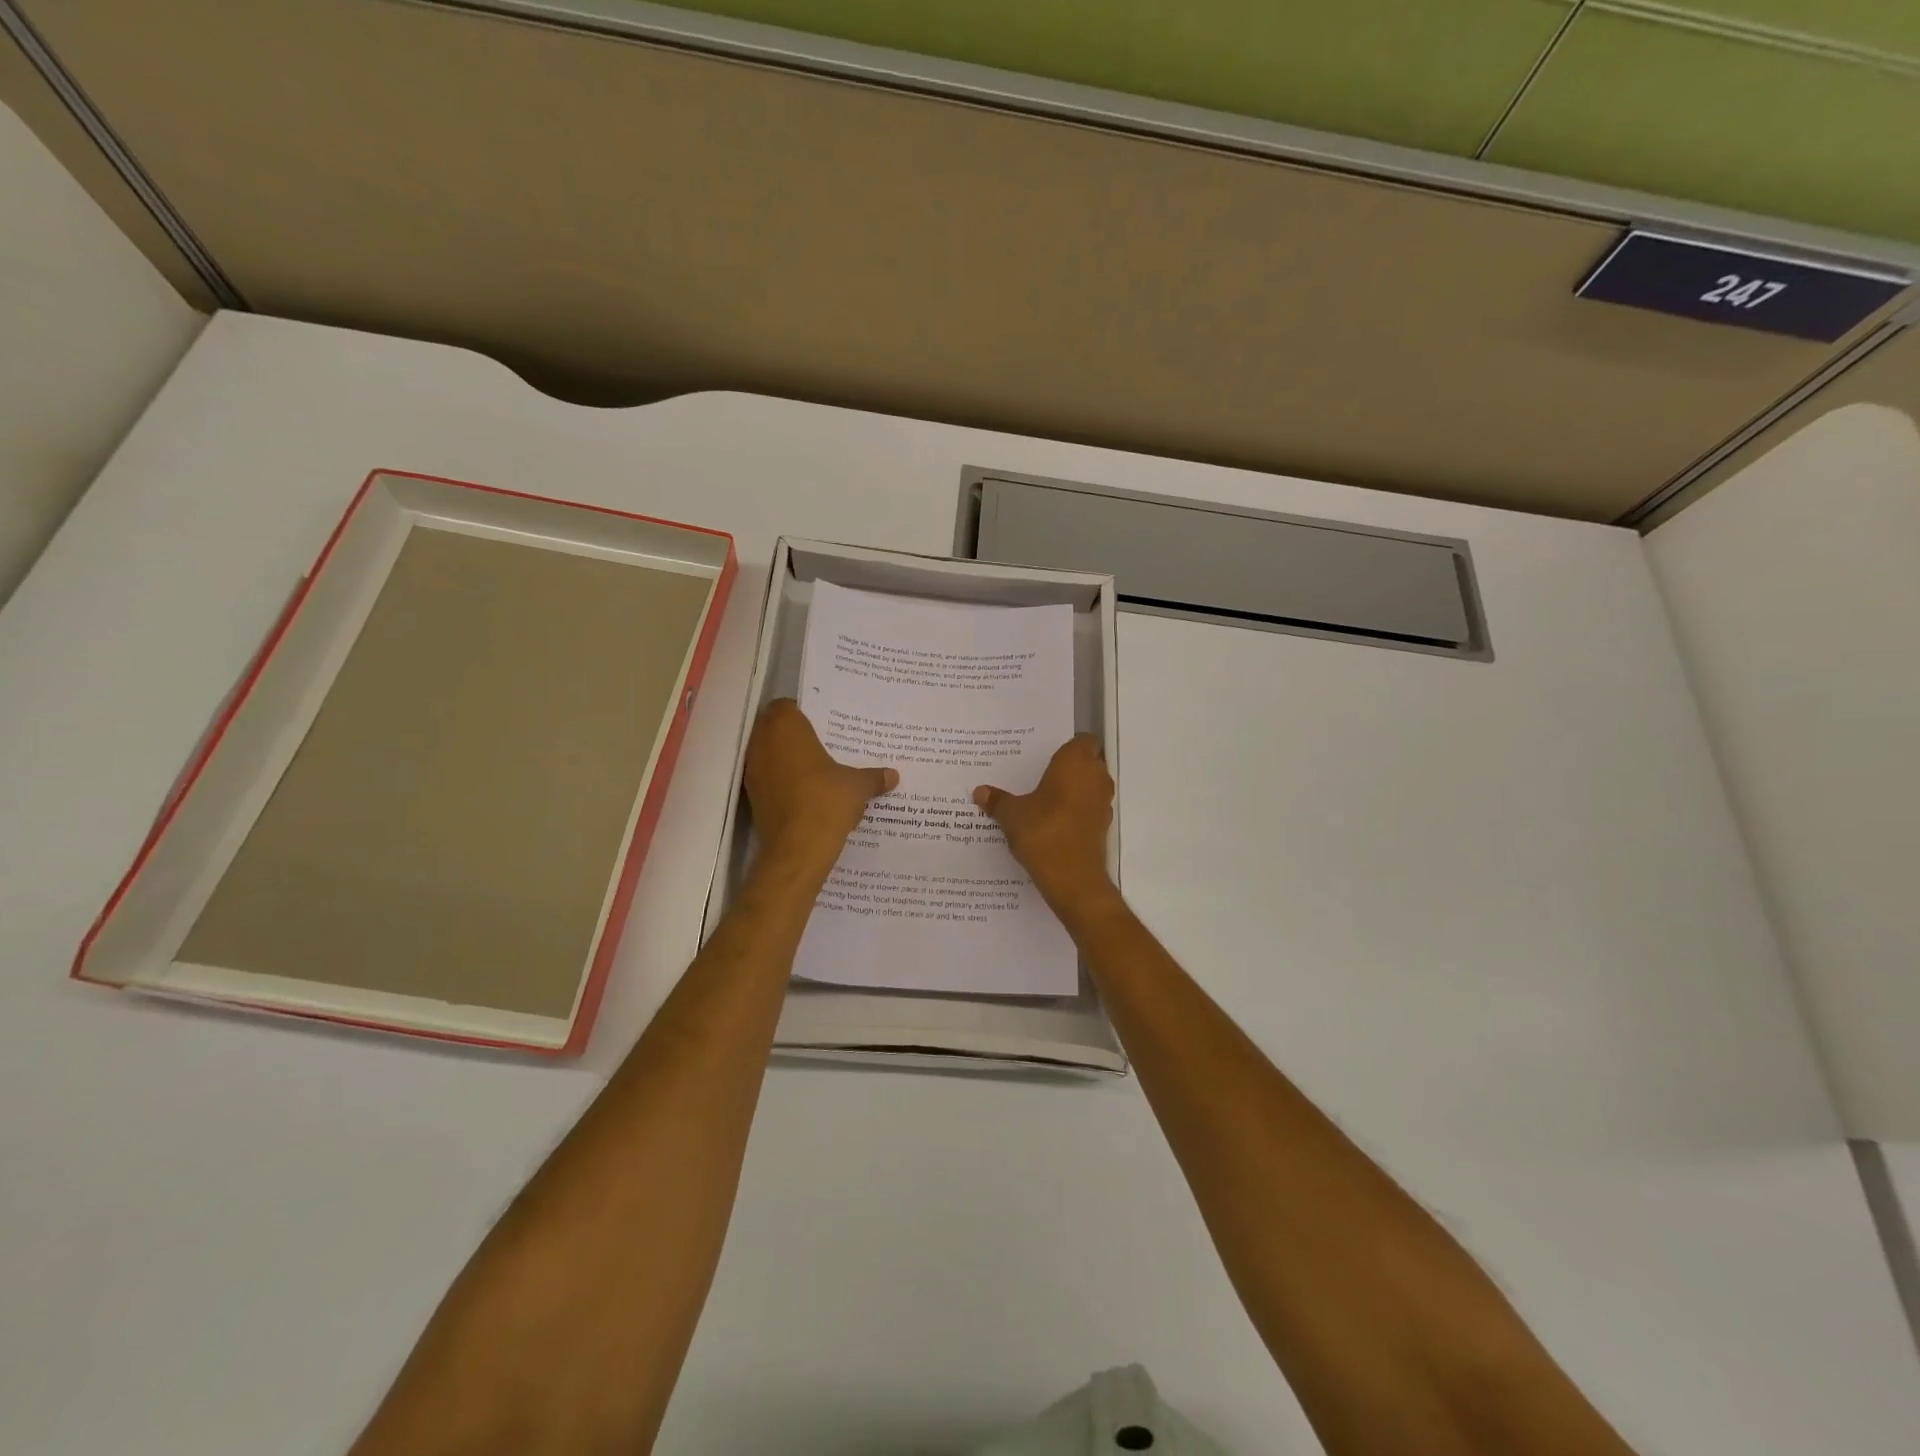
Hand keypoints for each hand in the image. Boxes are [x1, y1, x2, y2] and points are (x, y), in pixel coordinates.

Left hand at [745, 699, 896, 871]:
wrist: (797, 849)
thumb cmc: (826, 801)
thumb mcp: (858, 786)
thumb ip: (874, 777)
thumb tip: (893, 776)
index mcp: (785, 727)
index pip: (785, 706)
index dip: (803, 713)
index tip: (824, 724)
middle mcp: (762, 743)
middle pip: (774, 728)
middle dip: (795, 735)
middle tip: (823, 744)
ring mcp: (754, 771)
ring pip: (769, 754)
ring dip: (787, 759)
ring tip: (817, 770)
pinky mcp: (752, 797)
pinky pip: (769, 779)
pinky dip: (782, 782)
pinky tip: (806, 793)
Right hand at [973, 735, 1116, 917]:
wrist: (1073, 879)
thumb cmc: (1043, 832)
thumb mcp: (1011, 815)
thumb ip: (997, 801)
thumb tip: (980, 791)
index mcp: (1075, 762)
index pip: (1083, 740)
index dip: (1068, 745)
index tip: (1046, 754)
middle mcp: (1095, 777)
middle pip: (1088, 762)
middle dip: (1068, 767)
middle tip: (1039, 774)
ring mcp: (1102, 803)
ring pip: (1090, 786)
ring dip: (1074, 790)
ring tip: (1043, 798)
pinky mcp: (1102, 826)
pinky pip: (1089, 808)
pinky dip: (1076, 811)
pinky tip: (1052, 822)